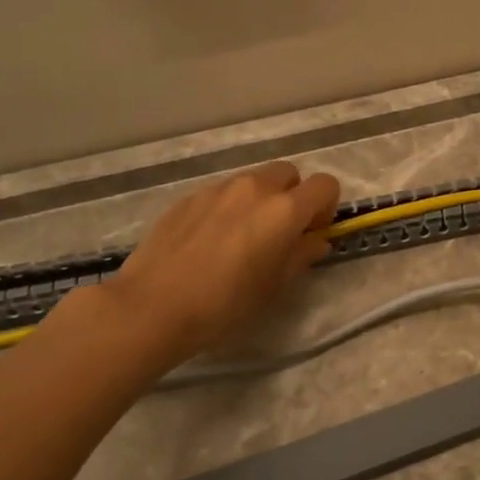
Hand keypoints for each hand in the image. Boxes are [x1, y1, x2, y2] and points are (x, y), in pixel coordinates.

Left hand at [106, 162, 341, 361]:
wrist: (153, 306)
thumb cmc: (225, 303)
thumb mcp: (275, 287)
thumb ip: (301, 256)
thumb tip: (315, 241)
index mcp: (284, 210)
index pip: (325, 185)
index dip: (326, 207)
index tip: (312, 233)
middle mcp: (254, 188)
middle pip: (289, 173)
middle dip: (294, 196)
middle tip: (281, 232)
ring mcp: (218, 189)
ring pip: (253, 181)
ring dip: (260, 201)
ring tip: (243, 238)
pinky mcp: (189, 197)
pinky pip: (222, 193)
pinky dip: (229, 208)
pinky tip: (211, 242)